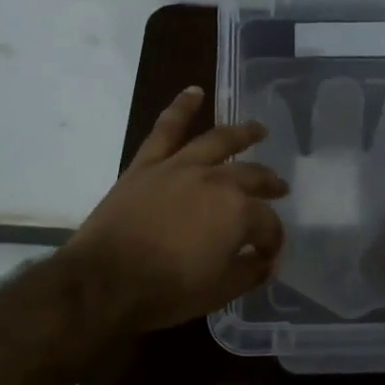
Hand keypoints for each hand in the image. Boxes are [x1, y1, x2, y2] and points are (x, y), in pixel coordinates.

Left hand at [66, 86, 287, 334]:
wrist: (104, 282)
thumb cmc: (166, 291)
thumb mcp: (219, 292)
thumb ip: (250, 272)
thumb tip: (266, 261)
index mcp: (238, 212)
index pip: (268, 224)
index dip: (272, 241)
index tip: (267, 256)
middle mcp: (216, 180)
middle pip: (252, 176)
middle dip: (270, 185)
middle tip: (280, 189)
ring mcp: (180, 167)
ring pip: (218, 141)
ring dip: (242, 133)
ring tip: (259, 130)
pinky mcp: (148, 164)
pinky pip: (166, 129)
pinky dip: (180, 107)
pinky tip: (194, 92)